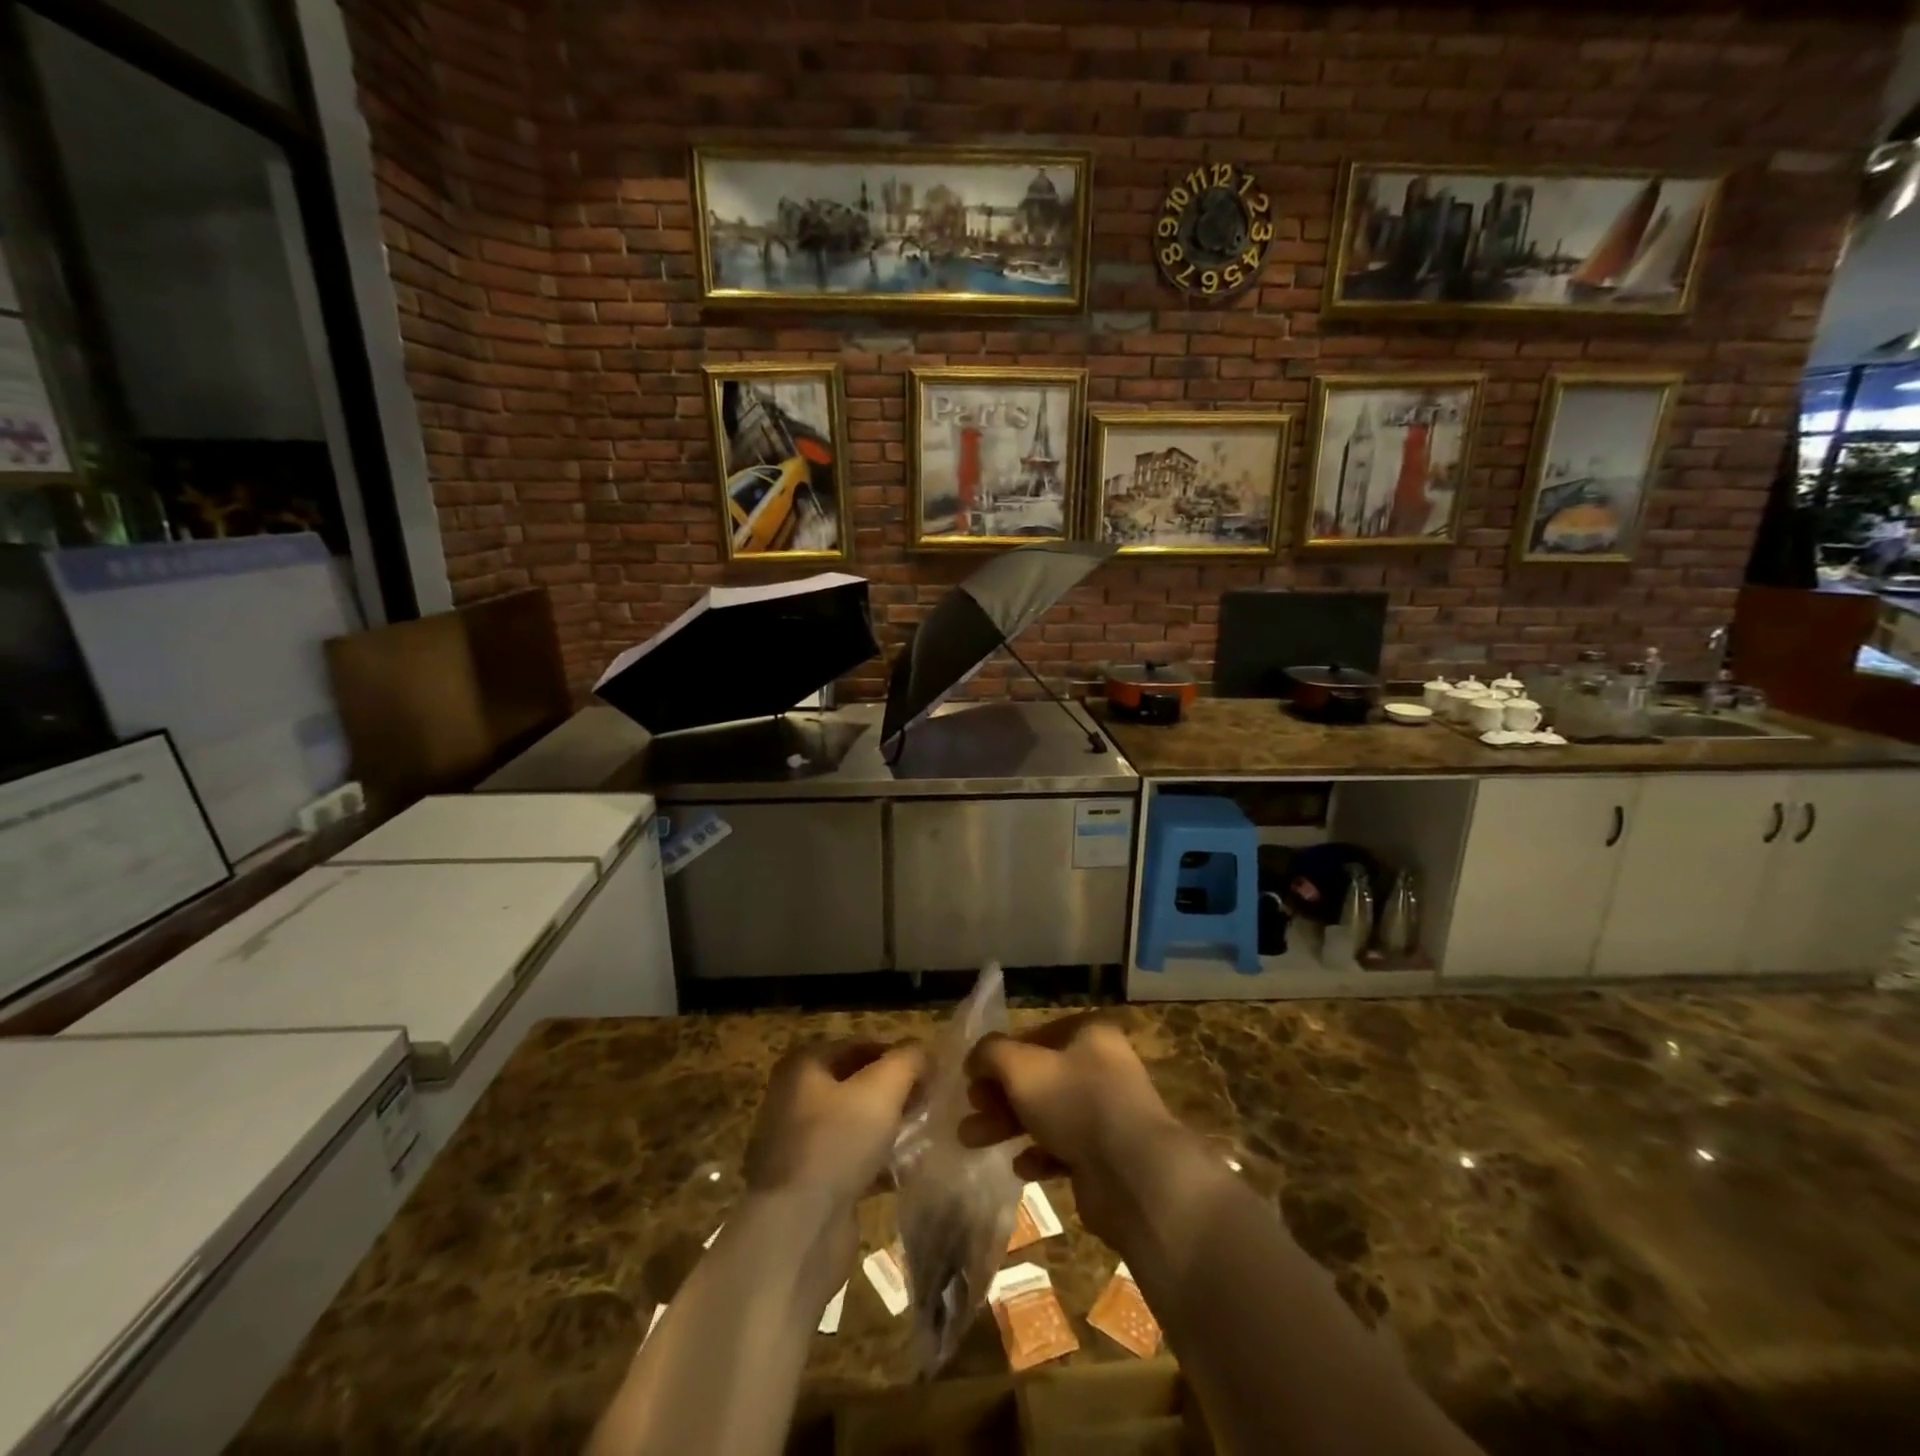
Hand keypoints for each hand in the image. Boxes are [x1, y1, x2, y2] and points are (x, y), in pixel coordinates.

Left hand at [744, 1039, 925, 1213]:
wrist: (798, 1230)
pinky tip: (904, 1172)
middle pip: (854, 1084)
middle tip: (927, 1103)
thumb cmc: (838, 1141)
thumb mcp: (883, 1088)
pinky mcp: (807, 1184)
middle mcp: (793, 1099)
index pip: (857, 1046)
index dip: (894, 1055)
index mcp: (803, 1066)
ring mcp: (797, 1144)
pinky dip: (875, 1163)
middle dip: (893, 1093)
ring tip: (921, 1137)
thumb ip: (908, 1061)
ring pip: (853, 1125)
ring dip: (886, 1129)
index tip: (927, 1072)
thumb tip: (924, 1051)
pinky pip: (848, 1162)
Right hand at [958, 1014, 1186, 1243]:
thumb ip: (991, 1054)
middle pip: (1038, 1077)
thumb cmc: (1075, 1102)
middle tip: (969, 1111)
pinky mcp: (1107, 1155)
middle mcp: (1101, 1067)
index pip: (1034, 1035)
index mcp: (1088, 1034)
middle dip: (998, 1095)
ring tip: (971, 1141)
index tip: (972, 1077)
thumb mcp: (1021, 1066)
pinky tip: (1020, 1166)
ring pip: (1047, 1113)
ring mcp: (1107, 1113)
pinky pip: (1065, 1148)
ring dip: (1009, 1125)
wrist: (1134, 1174)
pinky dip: (1040, 1154)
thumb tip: (975, 1058)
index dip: (999, 1055)